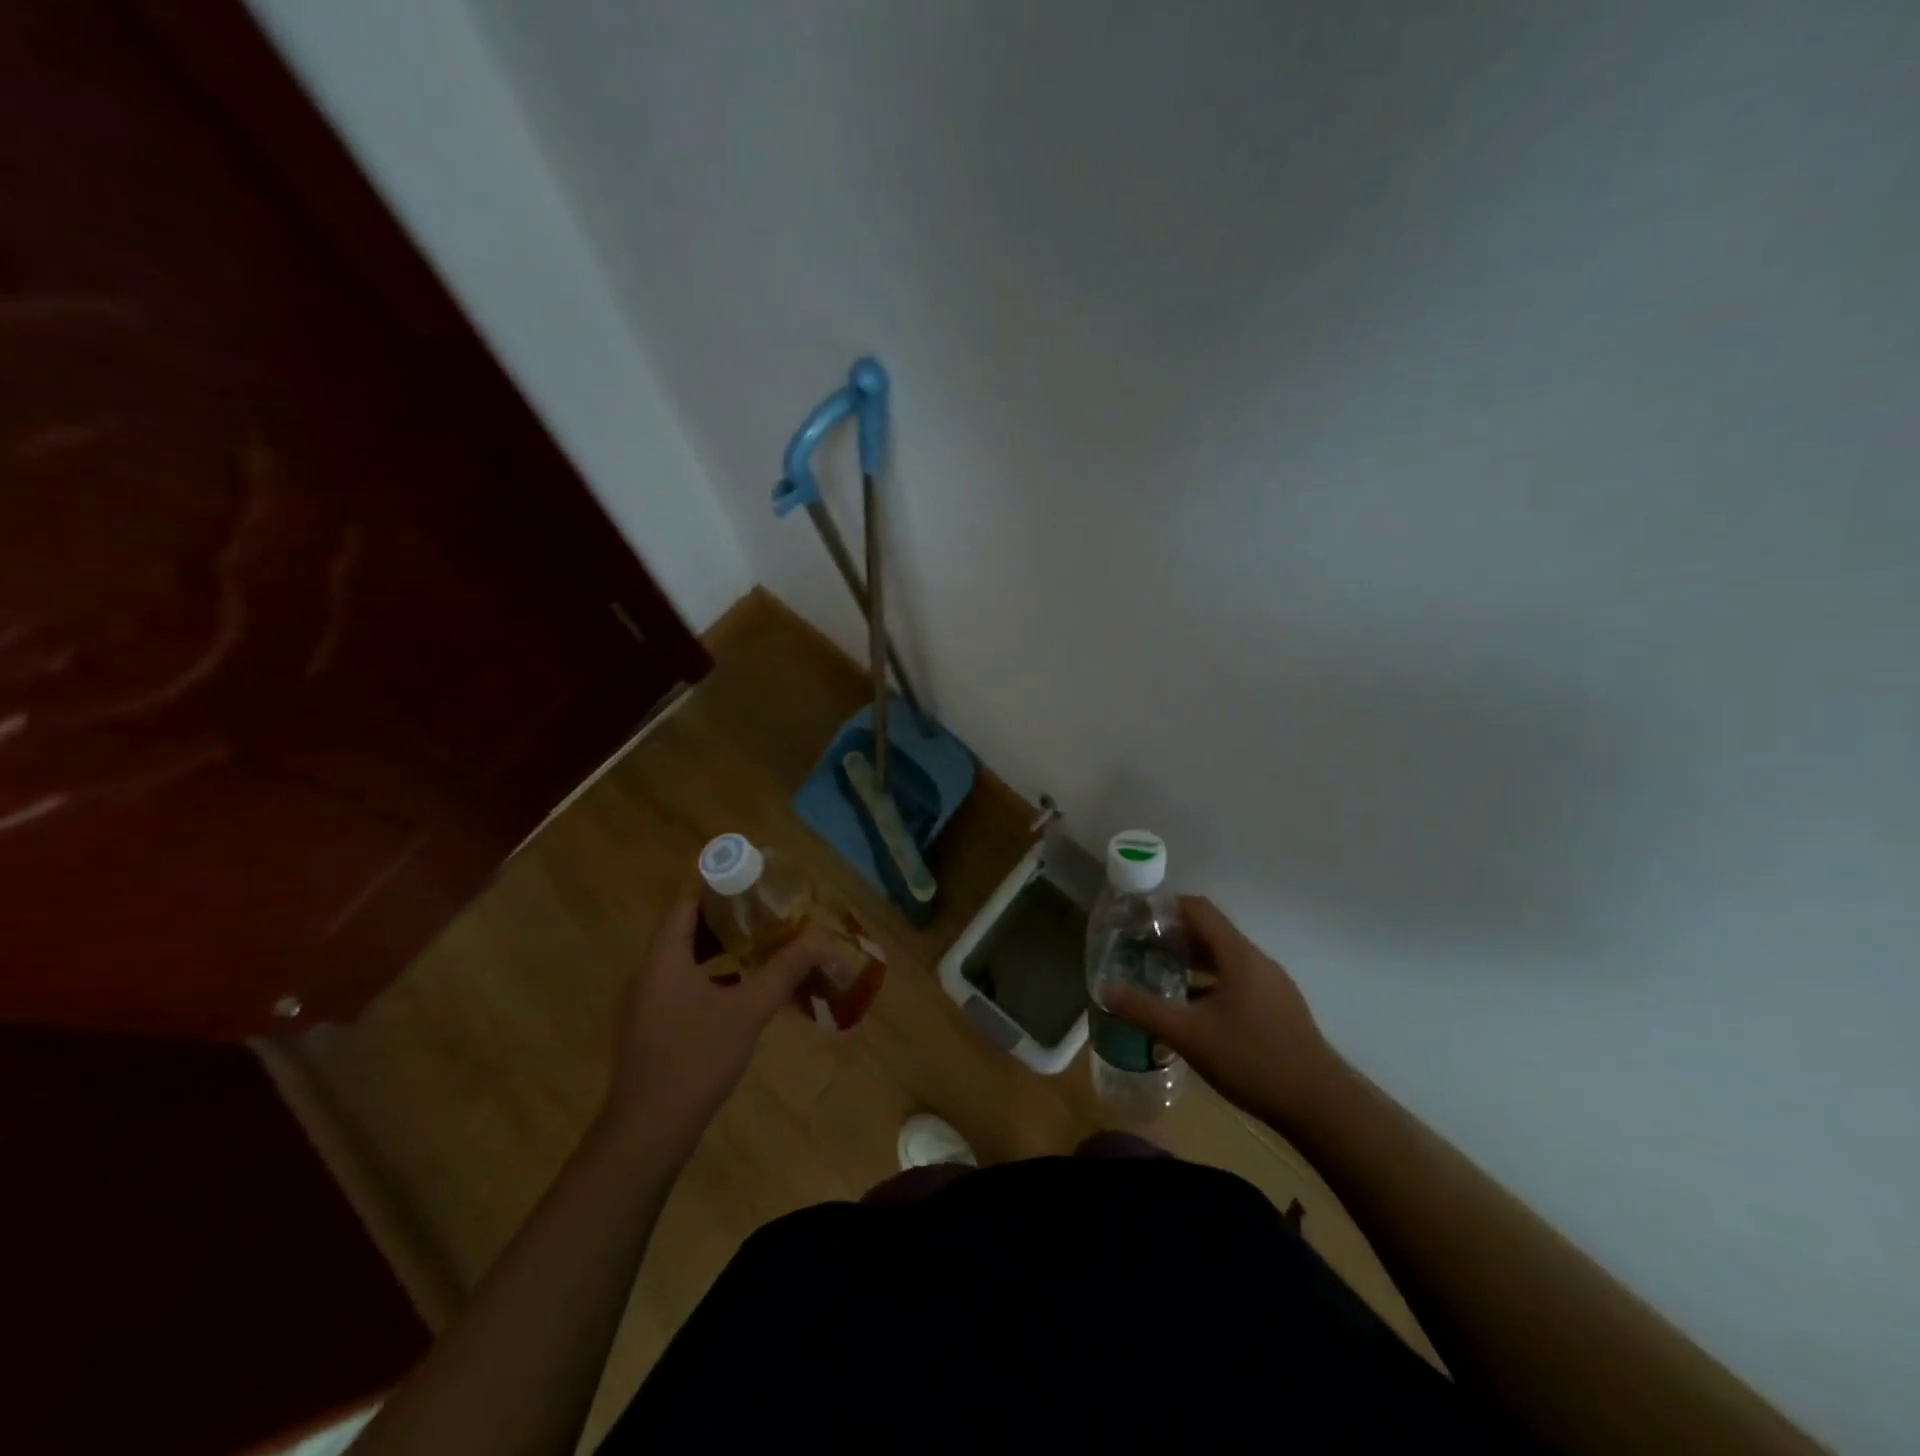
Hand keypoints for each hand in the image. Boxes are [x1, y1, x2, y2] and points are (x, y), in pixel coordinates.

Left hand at [601, 894, 839, 1156]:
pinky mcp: (651, 1030)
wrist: (649, 1130)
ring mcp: (646, 1005)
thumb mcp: (748, 1009)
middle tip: (763, 913)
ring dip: (717, 951)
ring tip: (758, 947)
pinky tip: (740, 992)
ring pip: (682, 962)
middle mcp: (648, 974)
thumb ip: (784, 971)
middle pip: (684, 931)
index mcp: (663, 959)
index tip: (751, 884)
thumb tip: (819, 940)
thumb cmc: (696, 1057)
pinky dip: (709, 979)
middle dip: (724, 920)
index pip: (685, 905)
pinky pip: (680, 987)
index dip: (716, 889)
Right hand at [1104, 895, 1345, 1129]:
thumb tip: (1105, 989)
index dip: (1165, 907)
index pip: (1198, 909)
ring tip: (1159, 976)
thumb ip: (1144, 1009)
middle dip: (1173, 937)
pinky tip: (1192, 1011)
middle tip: (1138, 949)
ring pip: (1224, 959)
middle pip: (1210, 933)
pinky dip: (1210, 984)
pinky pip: (1237, 981)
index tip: (1136, 918)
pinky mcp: (1278, 1008)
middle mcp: (1256, 961)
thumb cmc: (1252, 1059)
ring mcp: (1271, 985)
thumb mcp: (1189, 1035)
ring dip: (1192, 963)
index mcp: (1238, 955)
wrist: (1320, 1105)